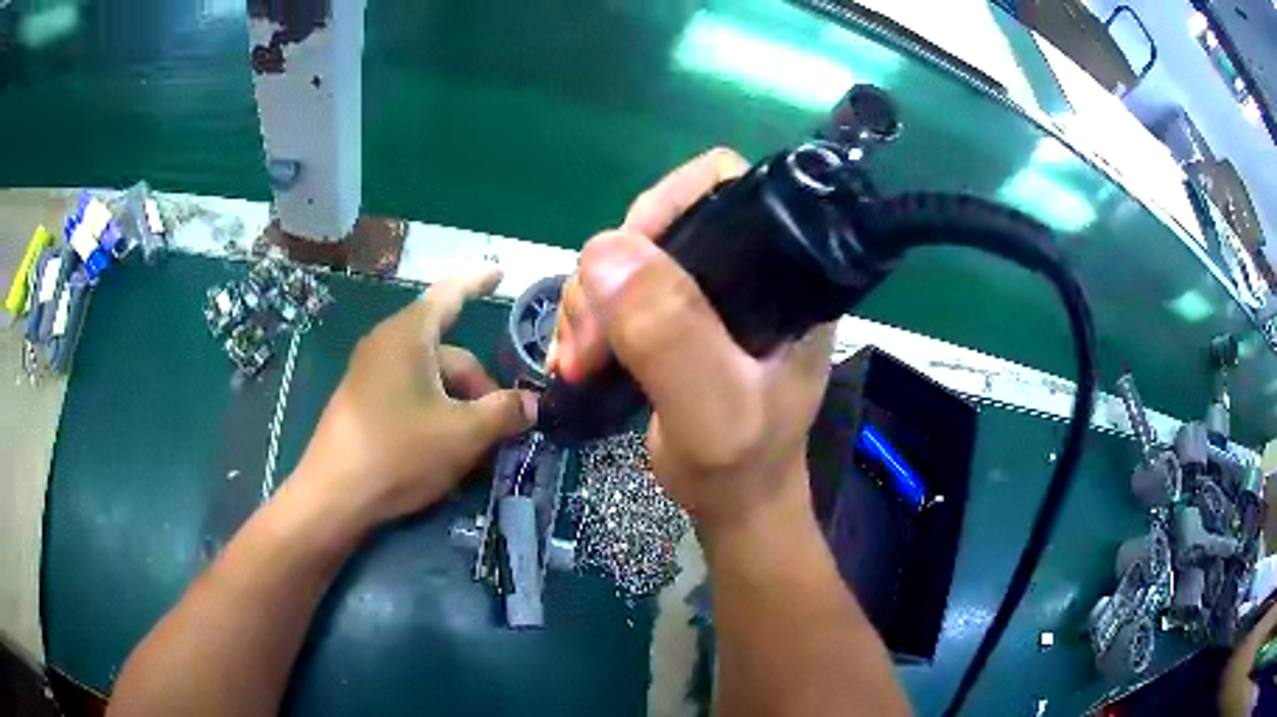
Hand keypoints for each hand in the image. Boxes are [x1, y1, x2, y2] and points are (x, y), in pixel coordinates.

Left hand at [293, 267, 535, 523]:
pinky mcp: (362, 402)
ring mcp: (370, 374)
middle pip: (447, 352)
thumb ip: (504, 412)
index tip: (500, 272)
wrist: (334, 496)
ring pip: (430, 377)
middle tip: (502, 425)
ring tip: (475, 444)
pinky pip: (409, 394)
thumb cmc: (400, 452)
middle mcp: (386, 344)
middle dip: (479, 384)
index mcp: (409, 335)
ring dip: (459, 404)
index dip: (478, 282)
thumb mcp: (463, 434)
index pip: (450, 294)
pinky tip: (444, 448)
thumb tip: (534, 404)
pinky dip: (435, 412)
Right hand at [549, 148, 835, 536]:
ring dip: (590, 302)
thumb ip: (671, 337)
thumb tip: (605, 250)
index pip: (726, 188)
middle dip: (610, 274)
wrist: (734, 504)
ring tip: (580, 360)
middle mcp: (745, 270)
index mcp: (781, 273)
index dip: (667, 205)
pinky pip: (617, 290)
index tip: (624, 265)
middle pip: (661, 223)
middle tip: (589, 341)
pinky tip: (579, 357)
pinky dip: (588, 317)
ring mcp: (707, 293)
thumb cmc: (740, 465)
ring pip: (628, 258)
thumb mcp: (712, 411)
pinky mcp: (677, 317)